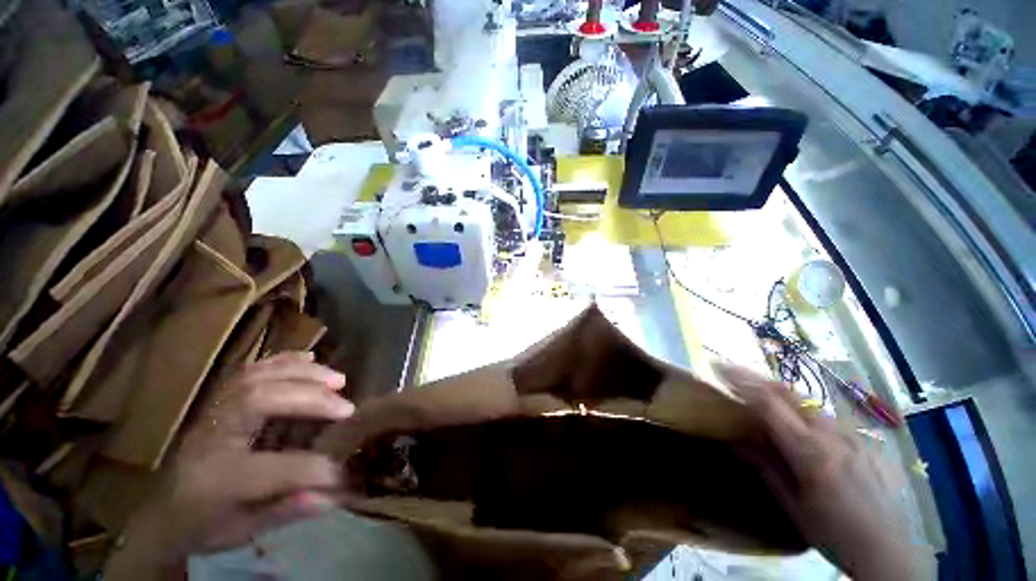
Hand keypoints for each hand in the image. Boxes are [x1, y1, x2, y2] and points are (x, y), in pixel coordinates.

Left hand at [105, 352, 354, 577]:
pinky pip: (251, 370)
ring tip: (337, 379)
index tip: (341, 470)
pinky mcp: (221, 399)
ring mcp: (214, 412)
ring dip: (303, 374)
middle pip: (258, 402)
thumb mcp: (243, 530)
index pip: (265, 470)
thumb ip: (287, 511)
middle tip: (346, 406)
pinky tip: (310, 357)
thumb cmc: (205, 523)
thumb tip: (335, 494)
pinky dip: (284, 360)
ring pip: (256, 379)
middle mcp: (212, 437)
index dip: (309, 468)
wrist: (163, 509)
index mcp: (214, 480)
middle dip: (310, 400)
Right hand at [715, 364, 916, 580]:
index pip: (769, 404)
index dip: (741, 382)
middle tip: (733, 369)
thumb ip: (764, 466)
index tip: (719, 366)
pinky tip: (799, 417)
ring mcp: (853, 436)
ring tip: (759, 388)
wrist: (889, 551)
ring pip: (810, 403)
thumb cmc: (833, 533)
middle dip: (757, 378)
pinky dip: (804, 409)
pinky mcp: (865, 442)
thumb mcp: (792, 504)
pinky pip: (829, 417)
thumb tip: (735, 438)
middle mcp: (832, 435)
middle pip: (790, 394)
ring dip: (780, 391)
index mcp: (810, 452)